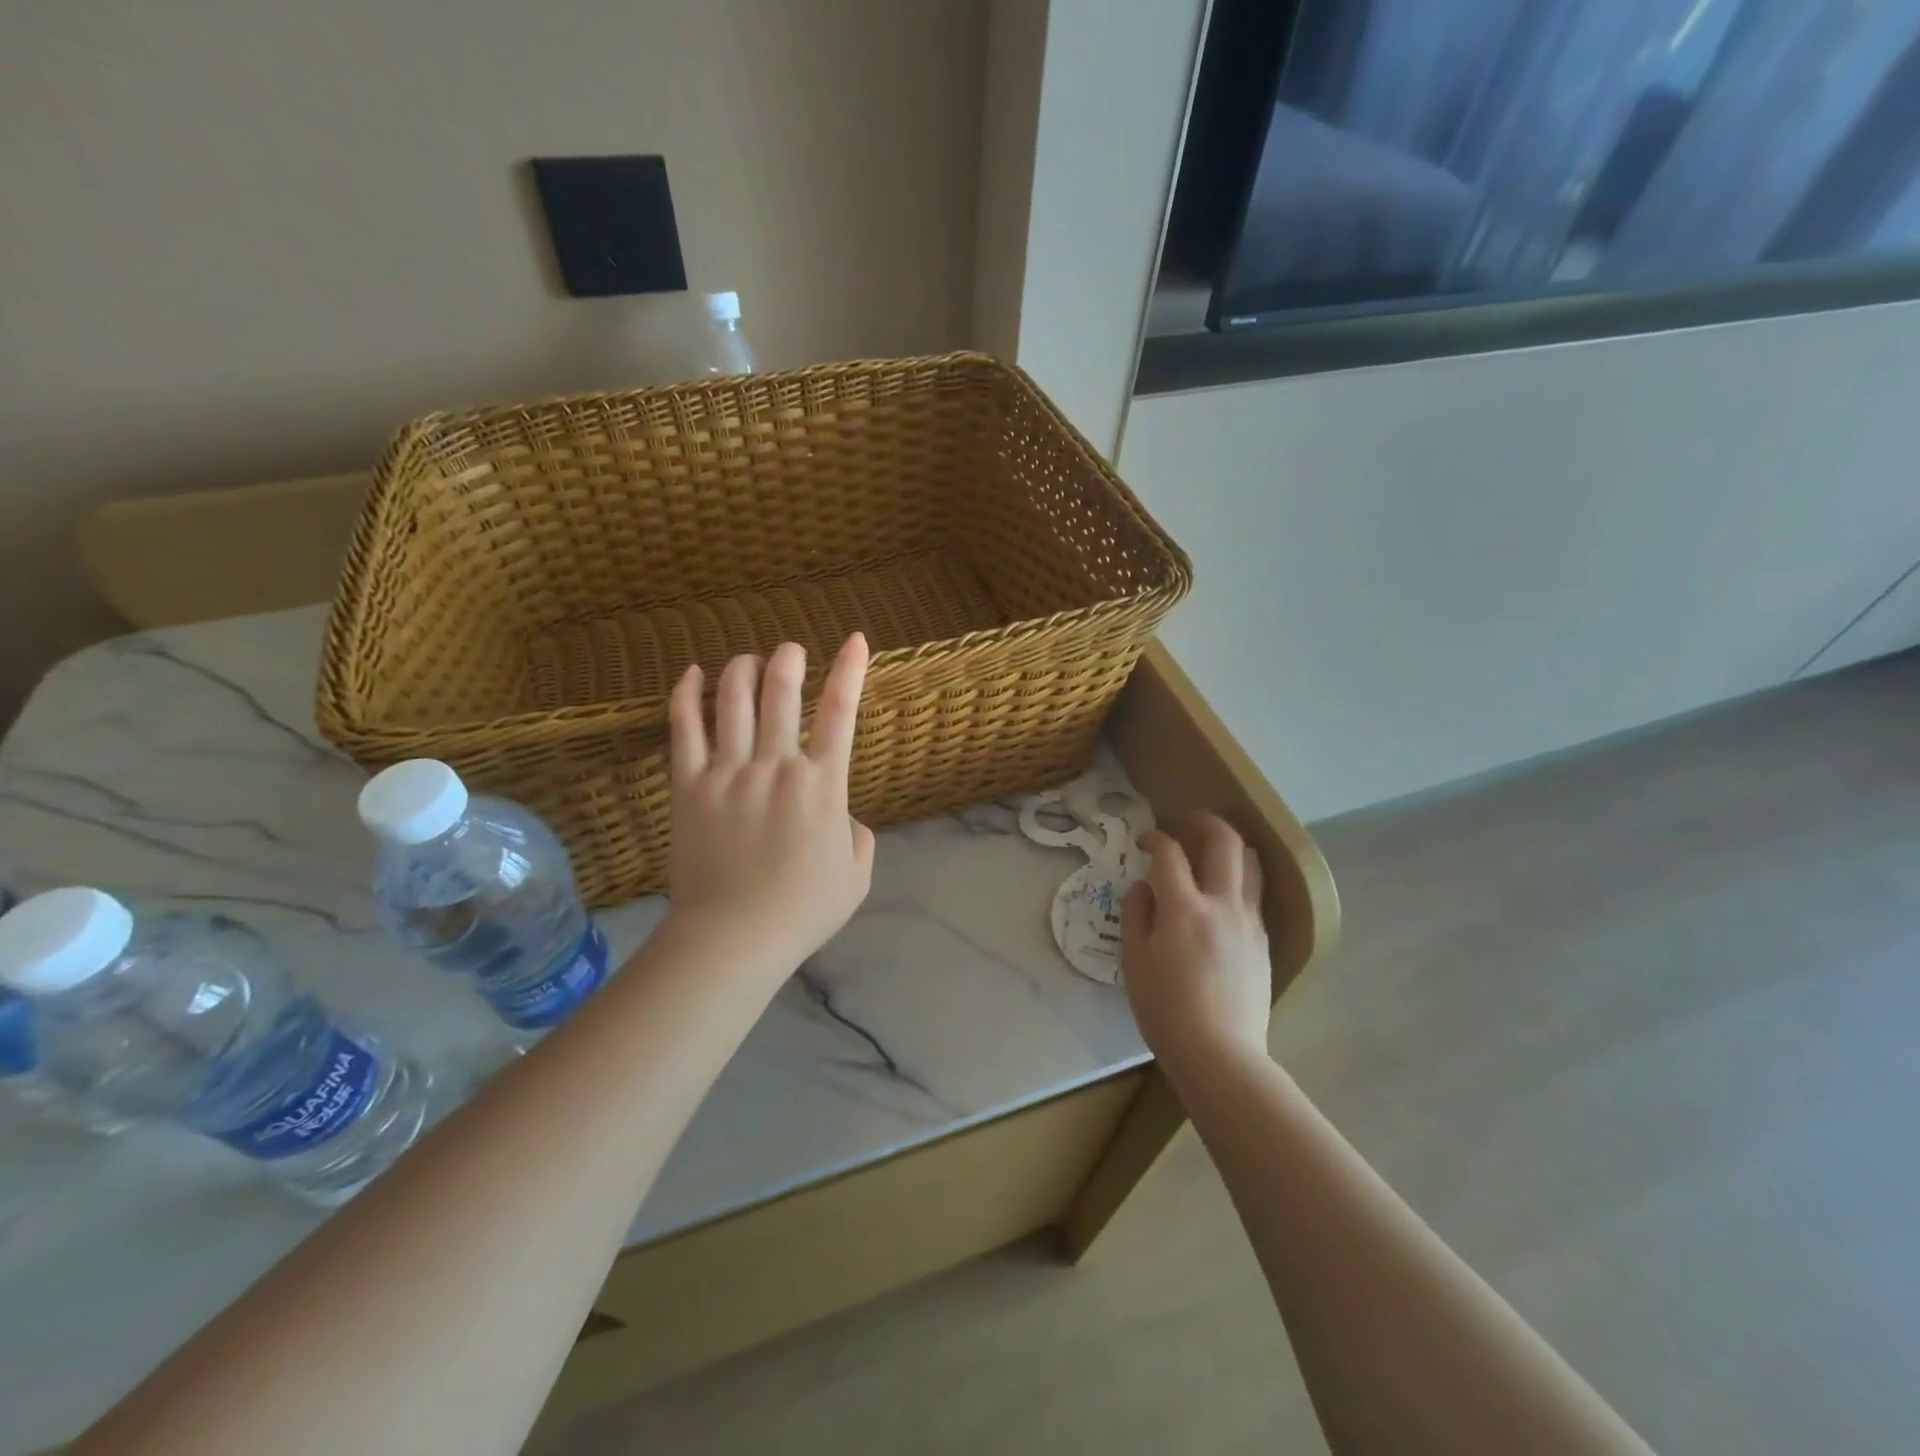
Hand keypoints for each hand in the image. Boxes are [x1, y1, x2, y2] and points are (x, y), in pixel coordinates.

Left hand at [666, 635, 875, 970]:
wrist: (733, 937)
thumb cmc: (802, 911)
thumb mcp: (856, 875)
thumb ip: (859, 836)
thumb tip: (843, 817)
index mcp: (822, 785)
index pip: (840, 713)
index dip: (850, 671)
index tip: (856, 640)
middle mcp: (776, 766)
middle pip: (781, 692)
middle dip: (788, 659)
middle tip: (791, 649)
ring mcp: (728, 772)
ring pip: (733, 700)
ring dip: (742, 668)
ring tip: (748, 659)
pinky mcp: (689, 787)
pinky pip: (683, 729)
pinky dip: (686, 695)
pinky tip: (692, 673)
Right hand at [1122, 814, 1272, 1067]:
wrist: (1220, 1053)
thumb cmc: (1165, 1009)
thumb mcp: (1134, 960)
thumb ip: (1136, 914)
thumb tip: (1144, 887)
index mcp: (1184, 908)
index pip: (1170, 854)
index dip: (1154, 838)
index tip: (1145, 840)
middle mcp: (1223, 905)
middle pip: (1226, 843)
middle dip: (1206, 822)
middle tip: (1189, 821)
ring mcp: (1250, 923)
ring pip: (1252, 865)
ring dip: (1232, 846)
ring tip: (1214, 848)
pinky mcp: (1264, 942)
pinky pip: (1255, 896)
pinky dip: (1240, 880)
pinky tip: (1224, 894)